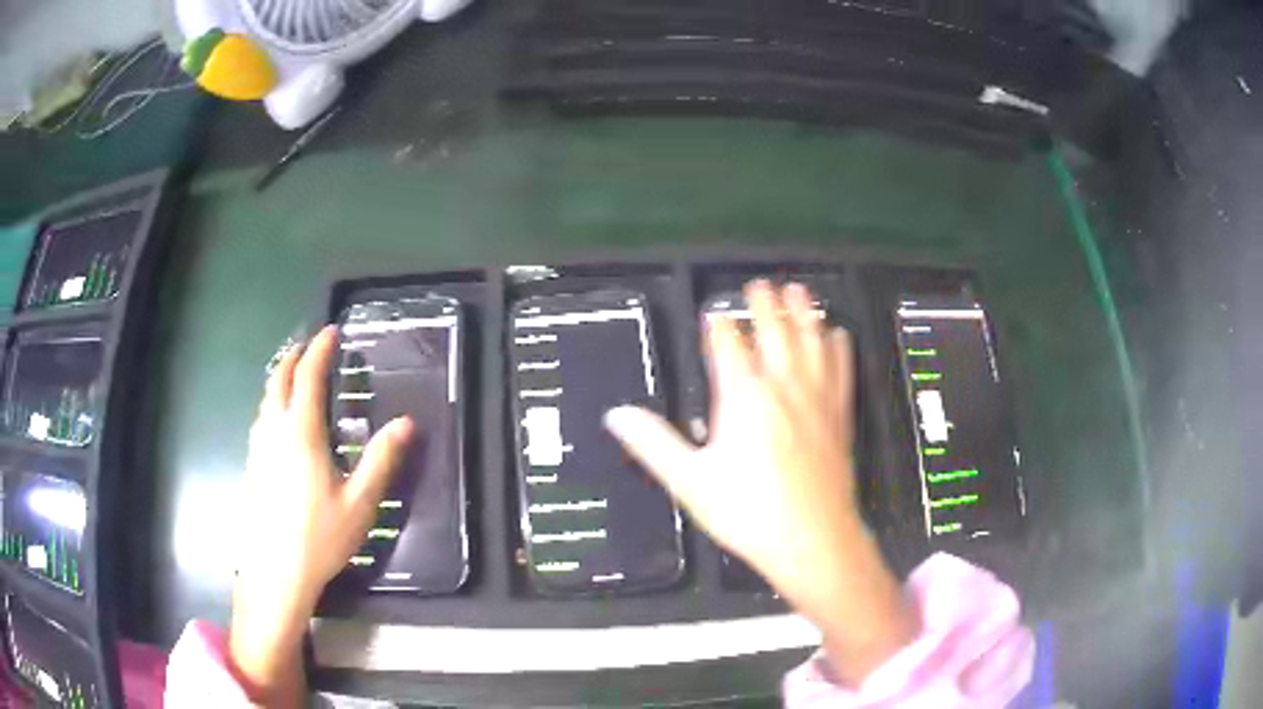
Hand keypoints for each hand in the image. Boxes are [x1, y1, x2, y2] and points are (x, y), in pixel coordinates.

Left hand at [231, 326, 414, 705]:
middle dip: (294, 357)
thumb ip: (381, 460)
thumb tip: (407, 423)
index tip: (331, 331)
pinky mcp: (253, 467)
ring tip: (295, 377)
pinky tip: (279, 422)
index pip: (308, 377)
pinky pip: (261, 420)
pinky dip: (272, 403)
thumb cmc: (320, 537)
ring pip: (266, 400)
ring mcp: (259, 449)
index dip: (320, 350)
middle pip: (279, 380)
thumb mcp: (360, 502)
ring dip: (280, 379)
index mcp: (301, 433)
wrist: (276, 572)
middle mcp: (274, 432)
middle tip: (309, 345)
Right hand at [604, 280, 915, 684]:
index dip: (718, 325)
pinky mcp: (839, 415)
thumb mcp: (690, 481)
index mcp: (743, 397)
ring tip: (799, 290)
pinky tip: (838, 335)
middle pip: (773, 331)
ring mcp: (817, 398)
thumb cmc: (748, 511)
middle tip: (760, 284)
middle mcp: (782, 386)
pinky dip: (838, 347)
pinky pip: (841, 369)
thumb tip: (616, 415)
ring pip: (811, 341)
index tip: (712, 313)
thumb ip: (653, 443)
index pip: (727, 345)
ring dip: (803, 312)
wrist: (812, 539)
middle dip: (764, 304)